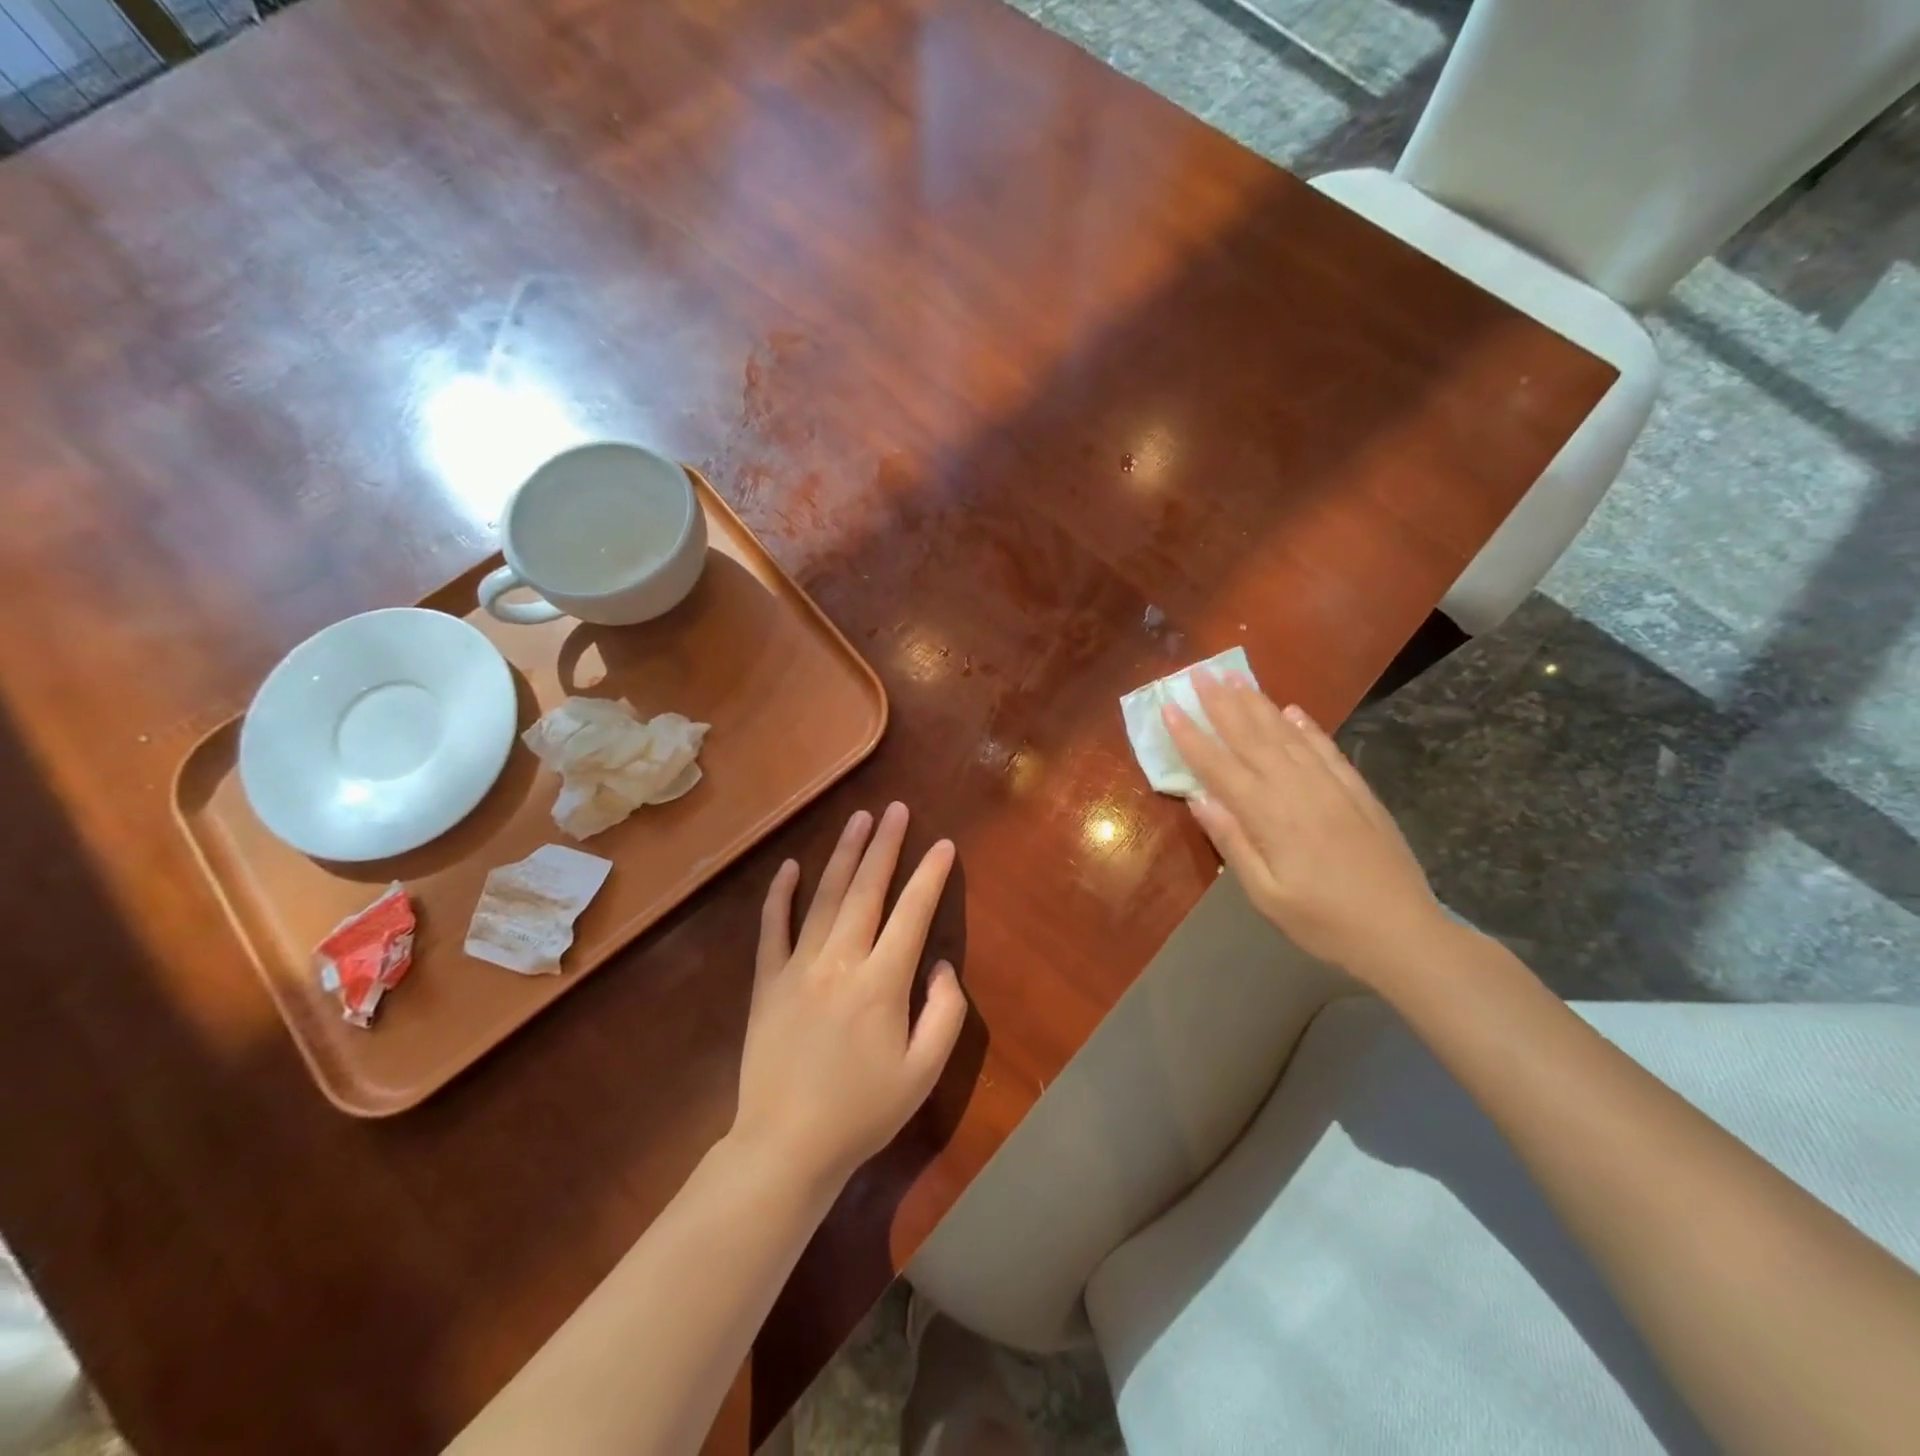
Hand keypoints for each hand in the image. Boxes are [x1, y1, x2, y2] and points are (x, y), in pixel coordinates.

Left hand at [732, 803, 967, 1191]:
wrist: (786, 1146)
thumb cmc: (862, 1112)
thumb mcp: (923, 1072)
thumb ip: (945, 1013)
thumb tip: (940, 965)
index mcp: (882, 982)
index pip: (912, 913)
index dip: (930, 876)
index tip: (943, 845)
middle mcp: (840, 961)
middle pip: (867, 890)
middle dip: (885, 845)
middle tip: (896, 809)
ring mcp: (798, 967)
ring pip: (825, 897)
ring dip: (844, 855)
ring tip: (859, 819)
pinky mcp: (767, 982)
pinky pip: (772, 928)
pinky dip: (780, 895)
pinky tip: (789, 866)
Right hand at [1164, 671, 1445, 984]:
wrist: (1403, 934)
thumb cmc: (1323, 923)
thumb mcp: (1265, 895)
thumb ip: (1231, 842)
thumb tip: (1198, 797)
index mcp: (1269, 817)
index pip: (1219, 767)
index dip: (1191, 736)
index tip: (1169, 707)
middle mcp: (1297, 790)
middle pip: (1252, 738)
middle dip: (1221, 704)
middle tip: (1199, 673)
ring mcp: (1331, 786)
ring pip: (1286, 735)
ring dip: (1258, 704)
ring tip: (1235, 677)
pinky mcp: (1357, 791)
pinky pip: (1326, 748)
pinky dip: (1306, 726)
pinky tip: (1292, 710)